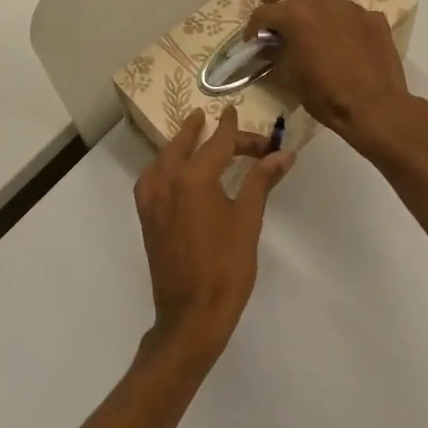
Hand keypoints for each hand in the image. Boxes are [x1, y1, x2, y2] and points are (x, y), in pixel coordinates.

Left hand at [134, 107, 293, 363]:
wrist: (191, 315)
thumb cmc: (226, 267)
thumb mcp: (248, 220)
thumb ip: (261, 181)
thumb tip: (282, 154)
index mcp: (193, 177)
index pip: (217, 142)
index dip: (232, 128)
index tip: (237, 112)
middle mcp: (166, 180)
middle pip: (187, 144)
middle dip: (205, 131)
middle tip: (220, 121)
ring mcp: (151, 198)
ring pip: (165, 157)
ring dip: (182, 144)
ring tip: (196, 134)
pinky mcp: (146, 215)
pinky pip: (153, 176)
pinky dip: (166, 163)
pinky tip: (176, 169)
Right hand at [245, 0, 416, 153]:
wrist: (376, 107)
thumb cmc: (326, 95)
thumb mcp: (291, 76)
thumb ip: (277, 54)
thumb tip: (269, 46)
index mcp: (296, 15)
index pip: (264, 12)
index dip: (253, 27)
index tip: (253, 40)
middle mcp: (321, 1)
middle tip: (273, 8)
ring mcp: (350, 6)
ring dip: (308, 0)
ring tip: (305, 21)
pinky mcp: (372, 17)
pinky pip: (348, 10)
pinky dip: (336, 18)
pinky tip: (339, 38)